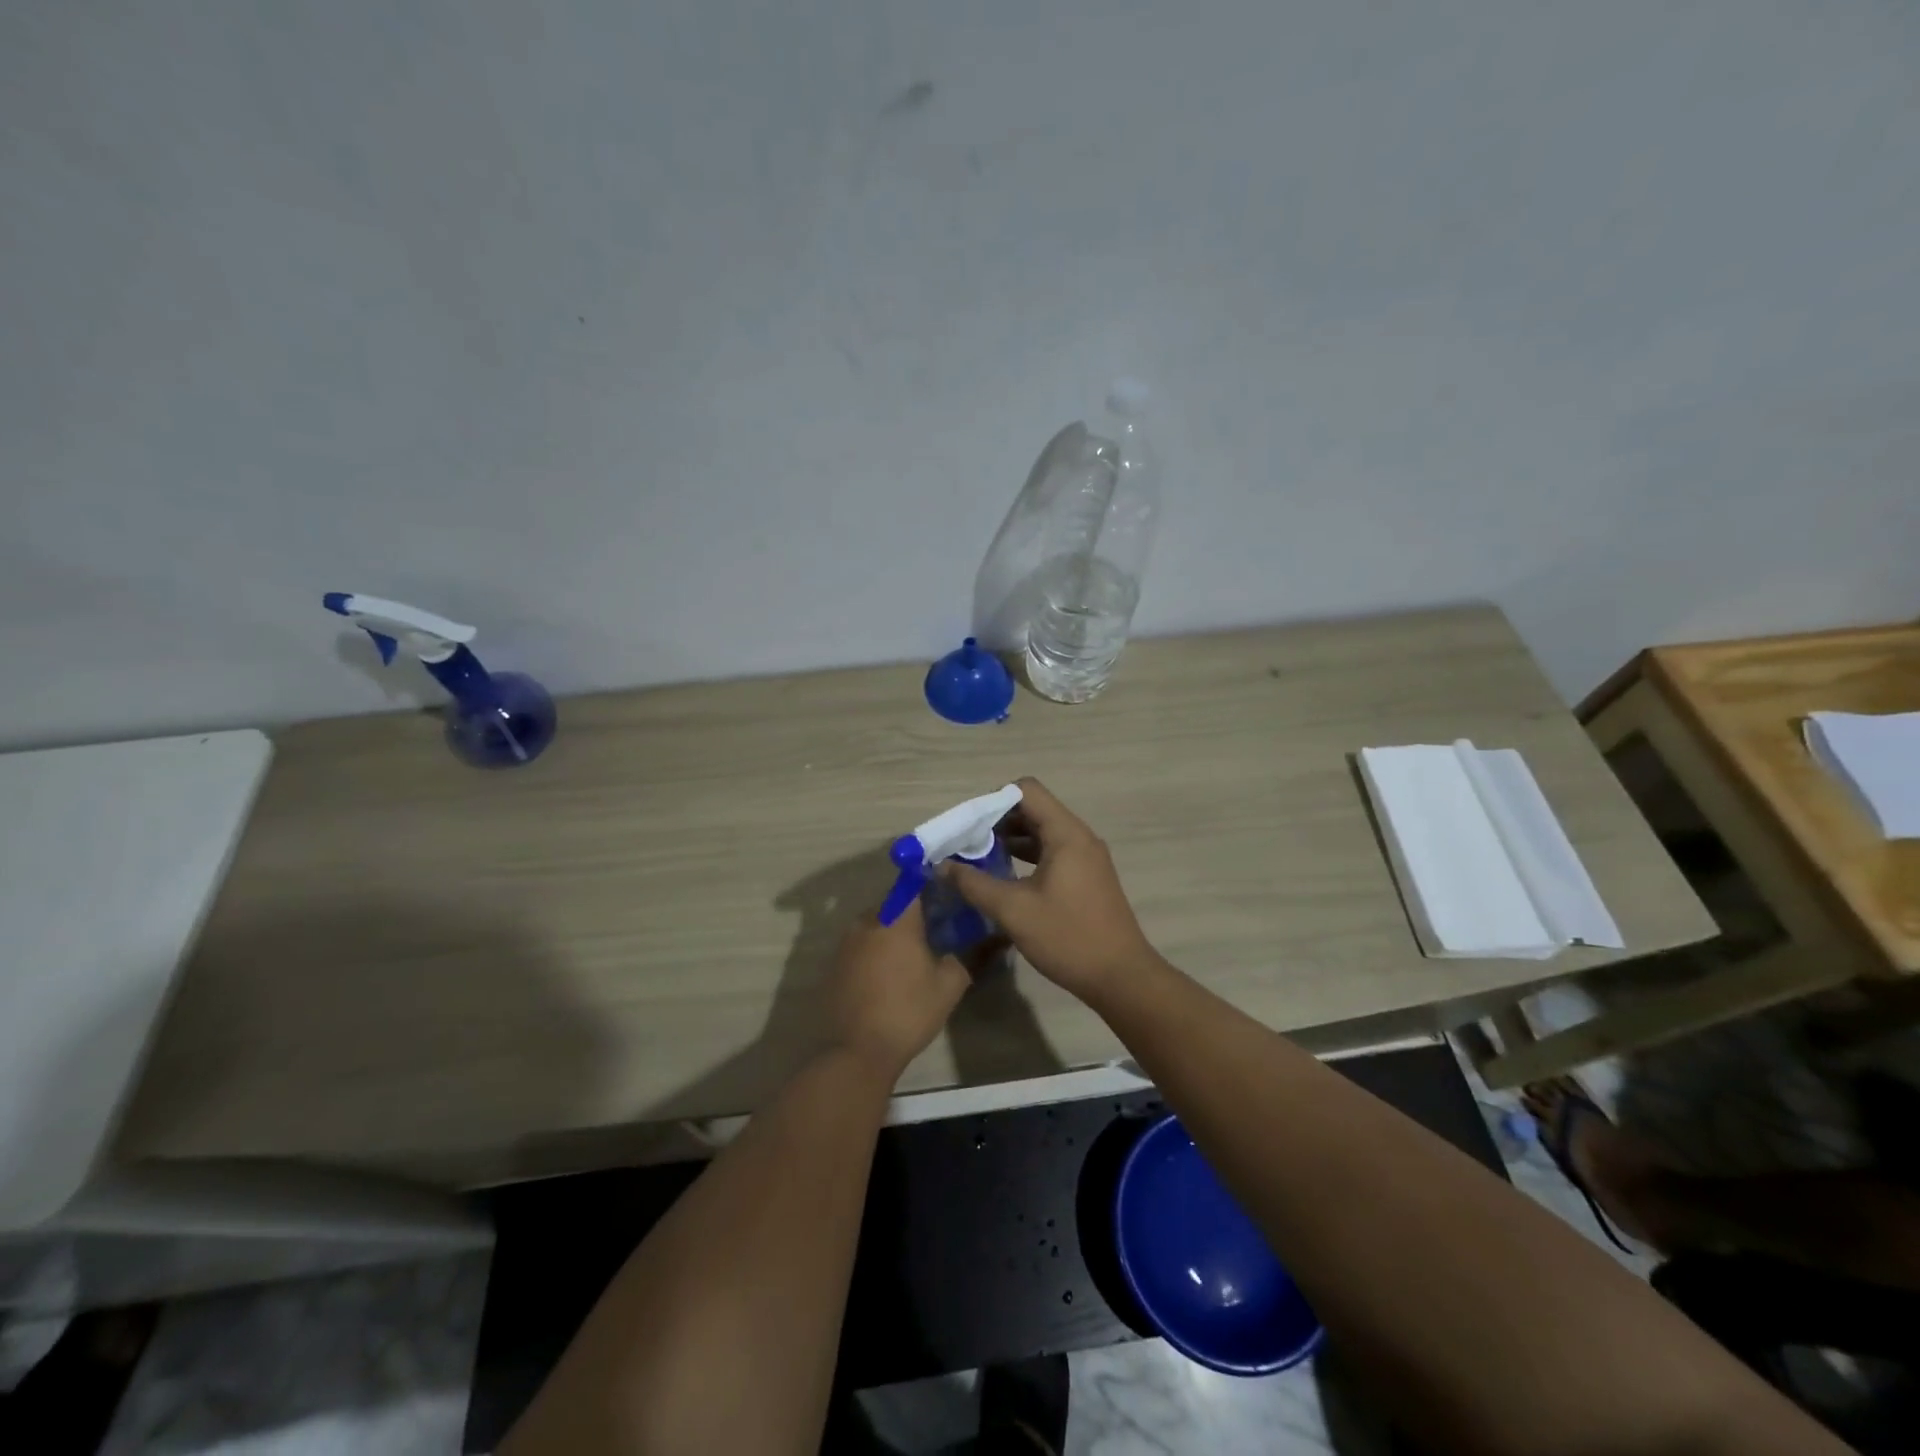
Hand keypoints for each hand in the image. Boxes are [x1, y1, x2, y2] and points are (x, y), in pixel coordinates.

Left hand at [825, 898, 969, 1082]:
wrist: (854, 1052)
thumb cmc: (907, 1012)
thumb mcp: (949, 986)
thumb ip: (969, 956)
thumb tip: (991, 939)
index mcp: (896, 918)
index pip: (914, 883)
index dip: (931, 884)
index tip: (948, 895)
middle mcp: (867, 921)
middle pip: (893, 903)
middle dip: (914, 912)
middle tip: (936, 929)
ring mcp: (845, 942)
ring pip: (875, 924)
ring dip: (893, 932)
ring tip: (913, 954)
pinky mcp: (834, 963)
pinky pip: (860, 945)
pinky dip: (875, 951)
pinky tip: (888, 974)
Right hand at [943, 777, 1160, 1003]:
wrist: (1121, 978)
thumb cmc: (1068, 938)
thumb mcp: (1014, 911)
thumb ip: (974, 884)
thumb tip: (942, 865)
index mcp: (1066, 834)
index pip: (1026, 790)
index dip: (992, 801)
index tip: (968, 826)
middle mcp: (1079, 837)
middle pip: (1033, 809)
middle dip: (996, 821)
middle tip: (966, 844)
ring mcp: (1085, 857)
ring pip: (1041, 832)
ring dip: (1010, 840)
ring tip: (978, 860)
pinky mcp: (1086, 877)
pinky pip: (1051, 852)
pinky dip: (1026, 856)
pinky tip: (1004, 878)